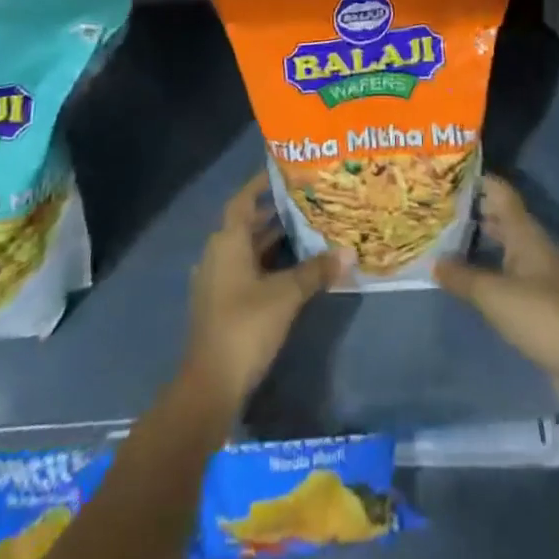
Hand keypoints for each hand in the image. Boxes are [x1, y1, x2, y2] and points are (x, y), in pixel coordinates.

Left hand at [182, 172, 347, 412]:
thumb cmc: (245, 326)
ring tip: (306, 232)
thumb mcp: (286, 295)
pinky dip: (266, 264)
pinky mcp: (220, 304)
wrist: (210, 386)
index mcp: (227, 241)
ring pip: (247, 249)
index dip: (262, 184)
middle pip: (246, 223)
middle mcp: (218, 253)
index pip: (244, 199)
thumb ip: (316, 271)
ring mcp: (216, 281)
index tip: (285, 172)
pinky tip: (292, 270)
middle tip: (307, 202)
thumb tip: (349, 252)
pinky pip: (245, 270)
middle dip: (274, 213)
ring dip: (272, 241)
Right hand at [435, 174, 558, 410]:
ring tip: (446, 237)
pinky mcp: (539, 297)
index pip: (500, 192)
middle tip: (438, 208)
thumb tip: (434, 261)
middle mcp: (533, 244)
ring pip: (504, 242)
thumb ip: (461, 276)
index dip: (476, 180)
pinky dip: (488, 264)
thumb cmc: (539, 316)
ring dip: (479, 238)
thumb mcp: (492, 295)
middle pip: (501, 215)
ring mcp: (538, 270)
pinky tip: (468, 274)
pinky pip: (508, 268)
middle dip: (473, 210)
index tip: (447, 177)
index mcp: (525, 232)